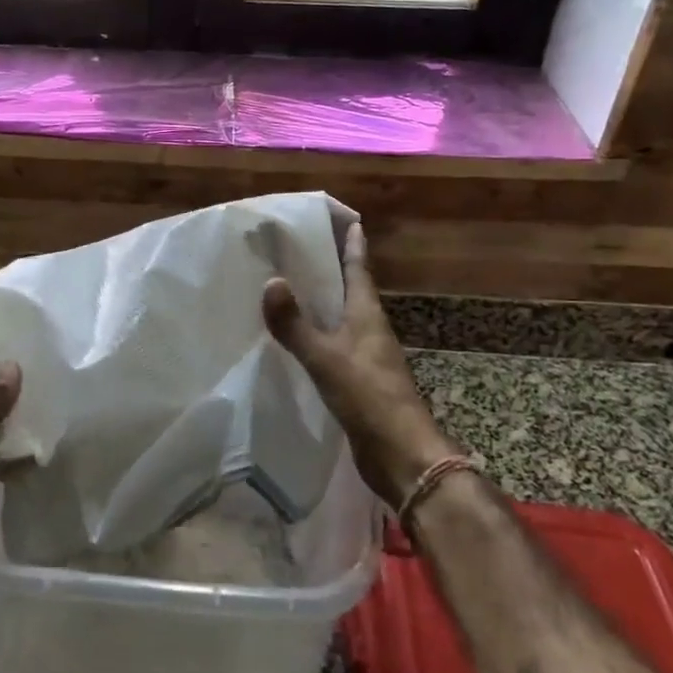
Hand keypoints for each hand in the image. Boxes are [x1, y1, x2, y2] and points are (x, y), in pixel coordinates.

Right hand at [263, 222, 454, 507]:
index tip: (347, 219)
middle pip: (352, 289)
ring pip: (344, 317)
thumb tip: (271, 281)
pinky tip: (300, 338)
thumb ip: (296, 324)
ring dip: (326, 301)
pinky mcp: (360, 380)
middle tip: (305, 246)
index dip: (352, 244)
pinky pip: (336, 344)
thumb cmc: (368, 396)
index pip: (359, 269)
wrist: (401, 454)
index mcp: (367, 315)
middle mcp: (370, 329)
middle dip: (334, 267)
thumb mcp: (326, 357)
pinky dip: (319, 333)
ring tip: (296, 287)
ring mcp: (367, 356)